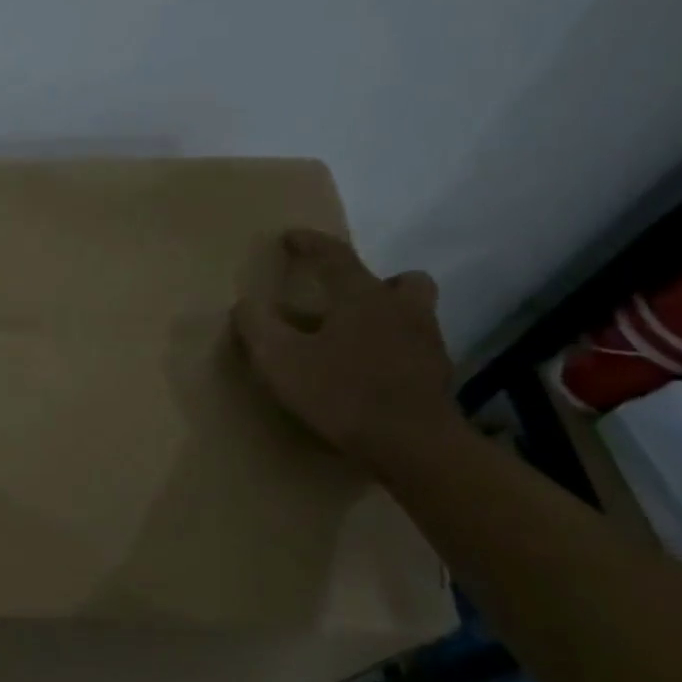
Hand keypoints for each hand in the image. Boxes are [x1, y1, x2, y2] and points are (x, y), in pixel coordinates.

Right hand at [233, 229, 458, 469]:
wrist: (412, 444)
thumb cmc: (342, 393)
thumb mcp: (280, 361)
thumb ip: (257, 328)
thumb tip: (244, 304)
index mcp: (363, 297)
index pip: (336, 256)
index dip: (311, 243)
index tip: (290, 237)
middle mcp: (402, 310)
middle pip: (401, 280)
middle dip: (376, 283)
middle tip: (348, 300)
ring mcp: (427, 343)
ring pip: (414, 314)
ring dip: (389, 318)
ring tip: (358, 341)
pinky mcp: (437, 377)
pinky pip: (416, 350)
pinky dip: (396, 353)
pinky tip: (373, 375)